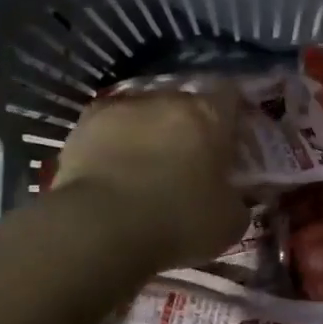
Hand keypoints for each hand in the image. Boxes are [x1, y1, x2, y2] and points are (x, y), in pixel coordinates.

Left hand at [53, 90, 248, 270]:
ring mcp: (123, 107)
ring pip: (146, 112)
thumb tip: (231, 194)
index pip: (231, 96)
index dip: (234, 116)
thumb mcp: (229, 223)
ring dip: (151, 131)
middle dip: (190, 126)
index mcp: (209, 116)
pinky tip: (113, 168)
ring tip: (147, 165)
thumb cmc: (177, 222)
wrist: (100, 228)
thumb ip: (237, 198)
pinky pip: (110, 127)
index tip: (233, 140)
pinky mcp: (85, 123)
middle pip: (187, 102)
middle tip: (190, 159)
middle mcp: (168, 99)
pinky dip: (115, 142)